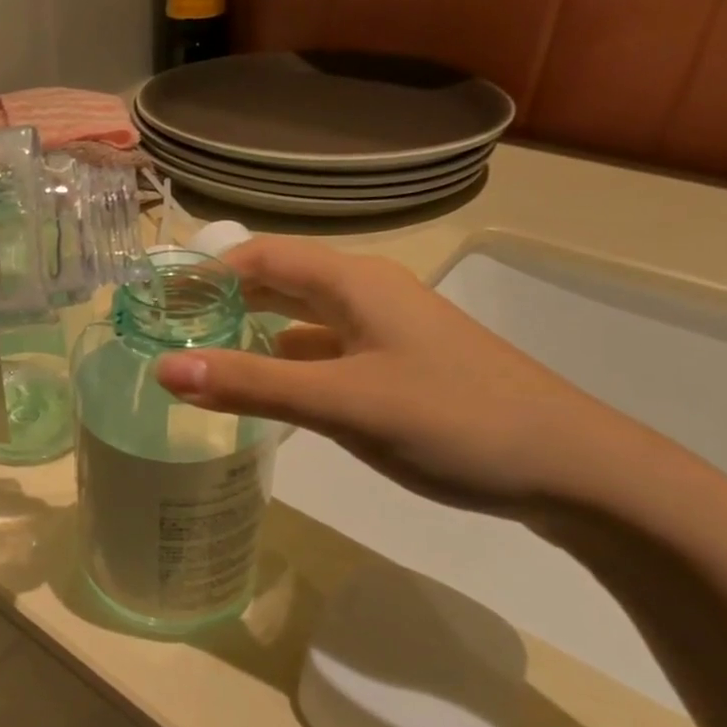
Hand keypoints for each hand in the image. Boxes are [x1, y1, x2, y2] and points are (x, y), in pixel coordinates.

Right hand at [153, 237, 647, 517]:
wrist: (571, 469)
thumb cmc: (453, 420)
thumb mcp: (341, 402)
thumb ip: (250, 384)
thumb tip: (163, 368)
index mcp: (353, 283)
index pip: (260, 256)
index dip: (205, 273)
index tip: (155, 303)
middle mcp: (366, 296)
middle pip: (279, 283)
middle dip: (223, 301)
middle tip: (167, 332)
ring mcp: (386, 334)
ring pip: (302, 321)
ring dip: (252, 333)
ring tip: (202, 360)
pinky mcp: (398, 369)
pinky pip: (325, 354)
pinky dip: (286, 365)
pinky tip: (267, 394)